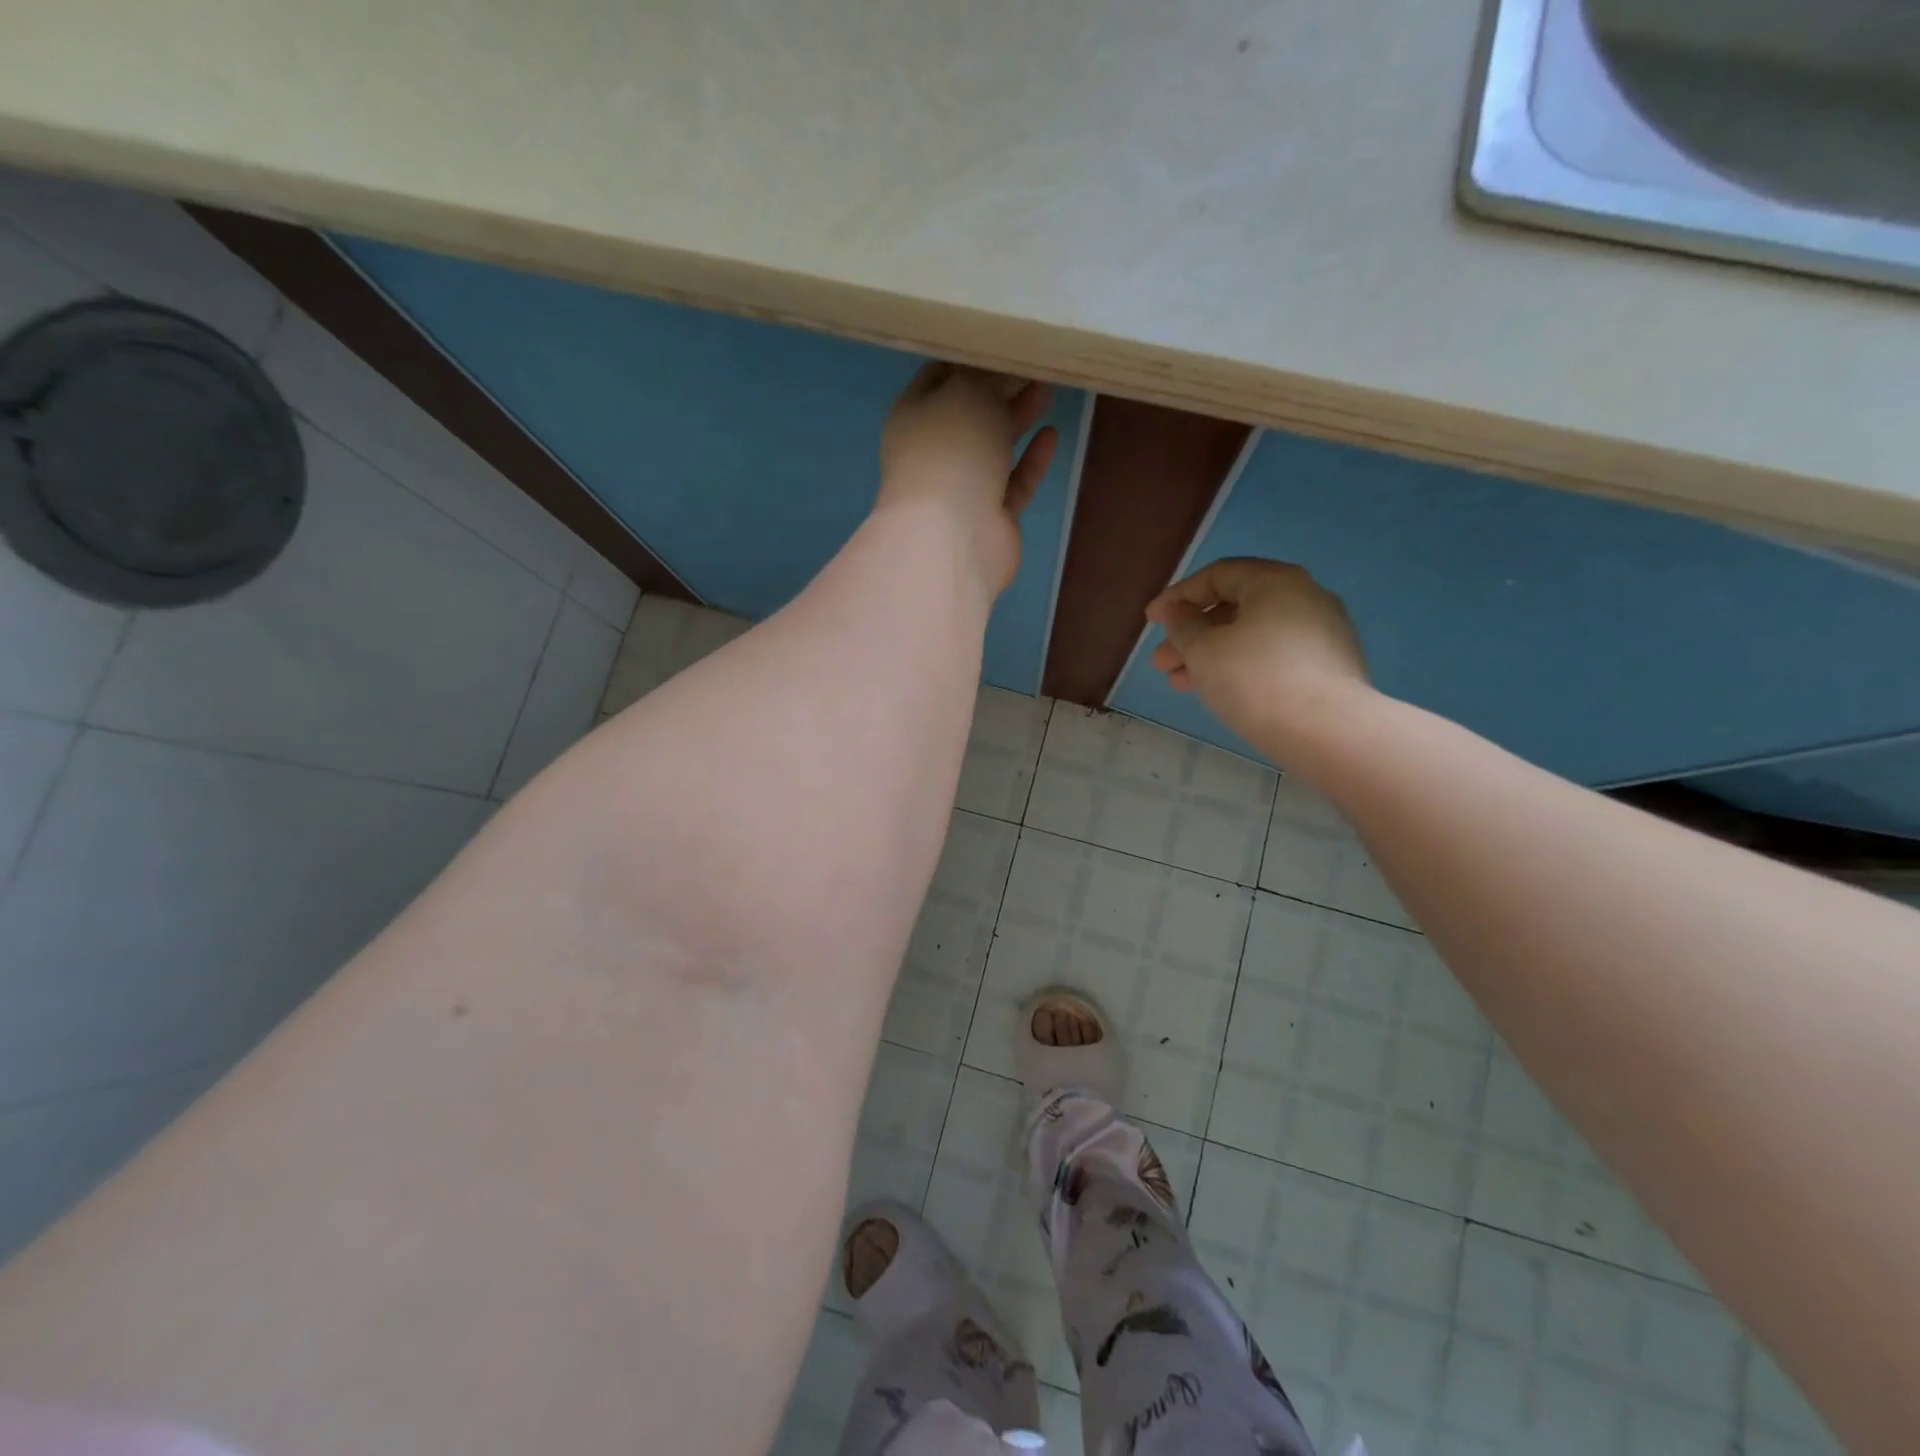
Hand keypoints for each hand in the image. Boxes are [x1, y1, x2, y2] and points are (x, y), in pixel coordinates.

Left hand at [878, 363, 1057, 596]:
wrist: (954, 537)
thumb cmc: (952, 452)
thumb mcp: (967, 392)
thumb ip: (986, 375)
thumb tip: (1000, 367)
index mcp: (915, 415)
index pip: (940, 375)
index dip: (970, 355)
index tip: (1004, 337)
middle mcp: (935, 450)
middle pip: (971, 411)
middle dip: (1000, 386)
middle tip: (1036, 359)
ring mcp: (963, 487)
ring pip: (994, 446)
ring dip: (1018, 418)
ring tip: (1049, 385)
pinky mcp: (991, 516)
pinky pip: (1014, 482)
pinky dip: (1031, 460)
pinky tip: (1052, 434)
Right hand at [1145, 558, 1373, 758]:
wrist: (1327, 732)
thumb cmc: (1255, 678)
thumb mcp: (1204, 650)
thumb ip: (1183, 626)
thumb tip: (1177, 612)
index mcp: (1275, 581)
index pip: (1217, 575)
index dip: (1177, 597)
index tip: (1151, 622)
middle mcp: (1305, 597)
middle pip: (1235, 608)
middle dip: (1191, 635)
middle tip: (1161, 663)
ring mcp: (1322, 634)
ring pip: (1252, 637)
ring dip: (1211, 656)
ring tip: (1180, 685)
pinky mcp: (1329, 668)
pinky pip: (1273, 658)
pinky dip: (1241, 668)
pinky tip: (1219, 692)